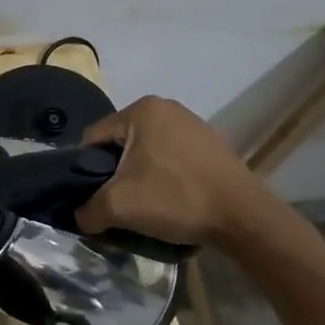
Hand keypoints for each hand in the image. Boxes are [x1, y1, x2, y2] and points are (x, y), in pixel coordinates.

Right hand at [76, 95, 308, 249]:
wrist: (243, 217)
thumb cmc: (176, 198)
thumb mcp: (118, 206)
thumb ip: (87, 209)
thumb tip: (80, 216)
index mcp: (142, 109)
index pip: (94, 138)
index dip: (85, 169)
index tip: (92, 196)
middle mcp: (166, 107)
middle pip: (121, 143)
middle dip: (115, 172)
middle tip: (118, 202)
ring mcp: (192, 123)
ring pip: (147, 152)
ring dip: (139, 175)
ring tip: (145, 204)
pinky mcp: (211, 144)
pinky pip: (172, 157)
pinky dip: (165, 176)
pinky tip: (171, 200)